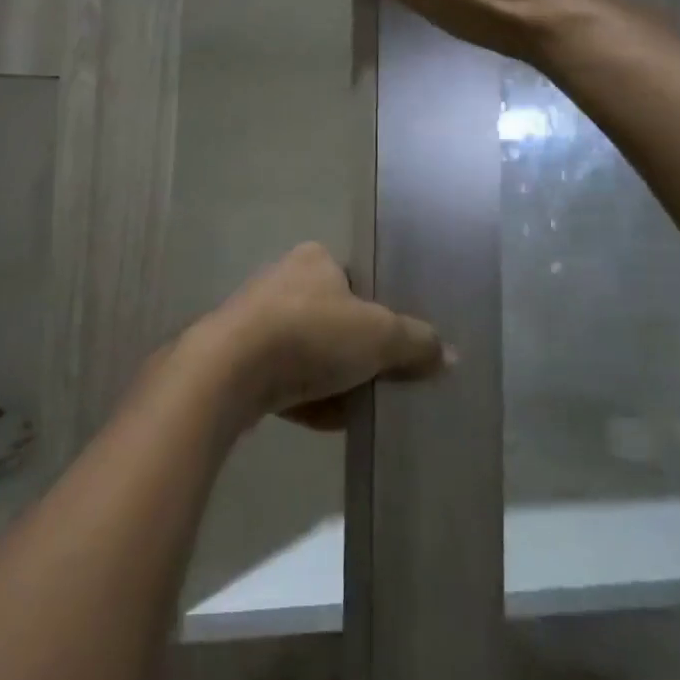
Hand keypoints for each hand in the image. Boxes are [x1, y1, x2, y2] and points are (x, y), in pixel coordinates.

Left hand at [199, 243, 447, 431]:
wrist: (230, 370)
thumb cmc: (311, 334)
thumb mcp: (379, 335)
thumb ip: (416, 342)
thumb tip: (448, 354)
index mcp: (314, 259)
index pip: (356, 281)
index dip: (378, 313)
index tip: (393, 346)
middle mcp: (283, 280)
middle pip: (334, 320)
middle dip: (356, 354)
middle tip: (381, 381)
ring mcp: (256, 319)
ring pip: (309, 352)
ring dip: (333, 380)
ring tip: (357, 408)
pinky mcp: (238, 357)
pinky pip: (284, 378)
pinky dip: (305, 398)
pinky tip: (325, 420)